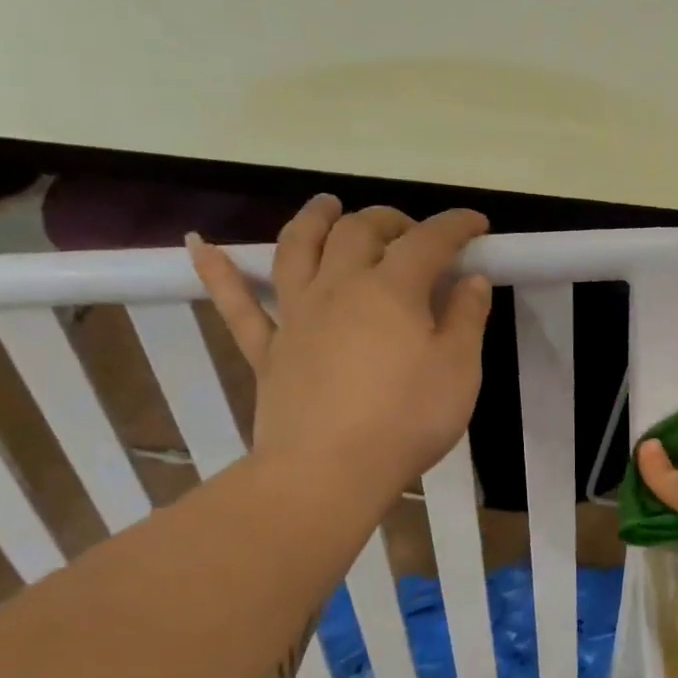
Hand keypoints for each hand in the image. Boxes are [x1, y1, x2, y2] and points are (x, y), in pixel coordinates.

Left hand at [189, 196, 493, 496]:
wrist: (329, 472)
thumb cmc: (407, 420)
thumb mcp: (460, 371)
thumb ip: (467, 319)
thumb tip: (472, 280)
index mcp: (391, 289)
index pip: (429, 241)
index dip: (456, 225)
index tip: (478, 224)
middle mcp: (339, 286)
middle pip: (359, 231)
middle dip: (390, 219)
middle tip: (412, 230)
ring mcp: (296, 315)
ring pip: (297, 248)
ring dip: (313, 219)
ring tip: (326, 204)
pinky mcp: (267, 349)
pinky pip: (236, 304)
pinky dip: (217, 271)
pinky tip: (199, 245)